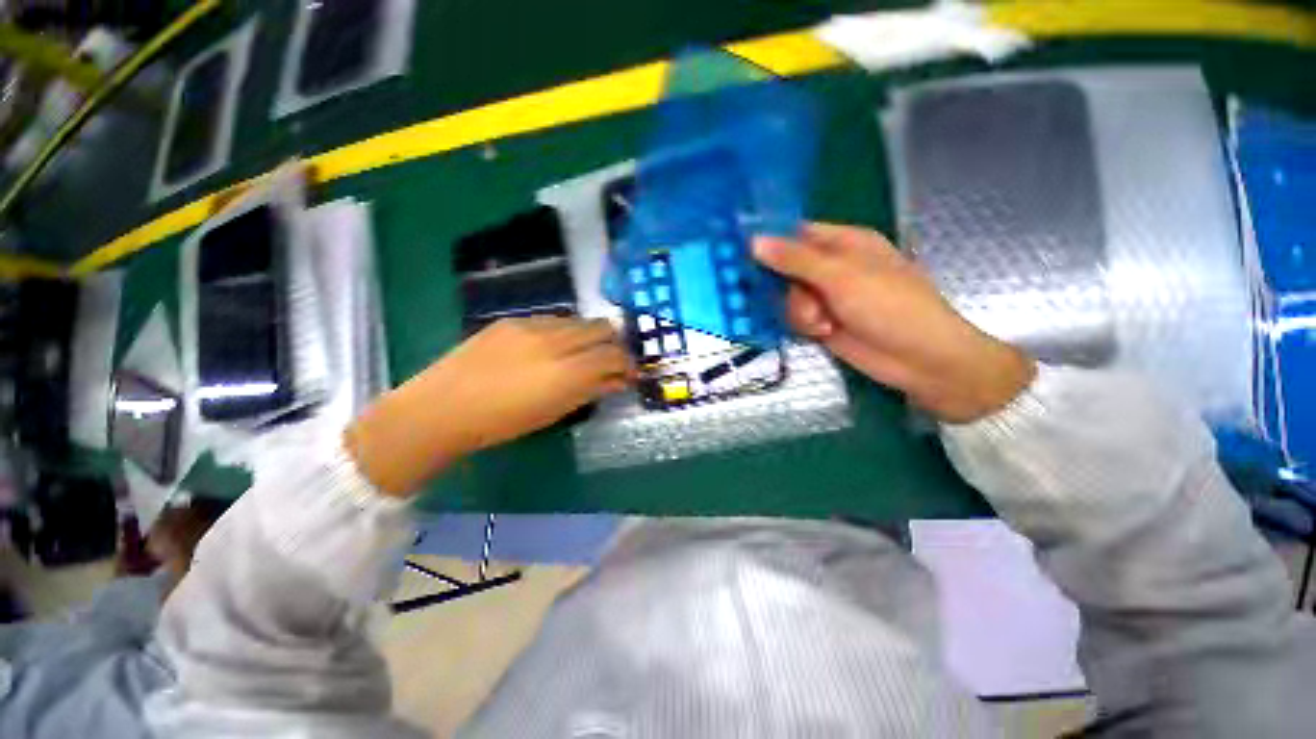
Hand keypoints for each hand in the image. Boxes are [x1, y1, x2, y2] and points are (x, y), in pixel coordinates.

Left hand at [346, 317, 632, 495]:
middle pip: (602, 328)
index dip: (628, 363)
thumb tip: (618, 381)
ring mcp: (532, 325)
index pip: (613, 355)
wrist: (442, 407)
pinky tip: (552, 348)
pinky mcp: (512, 319)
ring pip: (578, 320)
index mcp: (566, 372)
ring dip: (589, 336)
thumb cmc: (502, 423)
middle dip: (614, 343)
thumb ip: (591, 391)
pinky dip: (564, 332)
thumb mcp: (554, 412)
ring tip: (582, 354)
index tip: (630, 373)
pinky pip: (552, 320)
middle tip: (611, 361)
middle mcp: (554, 341)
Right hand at [754, 223, 1034, 423]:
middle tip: (800, 298)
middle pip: (786, 269)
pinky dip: (804, 326)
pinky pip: (796, 318)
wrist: (919, 359)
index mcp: (844, 242)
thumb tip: (754, 241)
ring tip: (823, 324)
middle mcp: (833, 267)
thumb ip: (795, 259)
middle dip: (788, 287)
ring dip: (800, 312)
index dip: (770, 240)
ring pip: (788, 297)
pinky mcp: (823, 322)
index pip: (796, 233)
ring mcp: (827, 296)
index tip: (741, 252)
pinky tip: (822, 333)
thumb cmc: (890, 306)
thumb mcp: (841, 277)